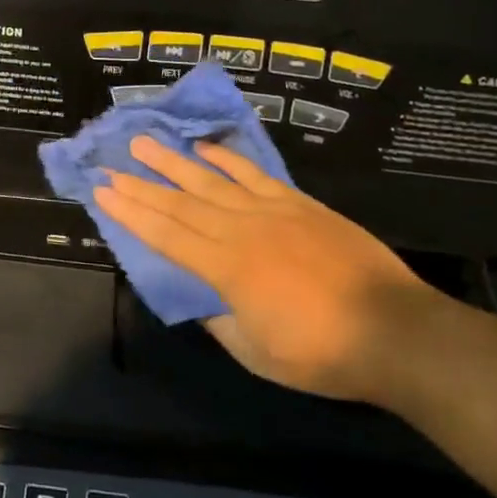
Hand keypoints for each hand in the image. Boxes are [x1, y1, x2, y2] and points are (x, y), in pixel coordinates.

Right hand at [92, 136, 444, 404]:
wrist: (394, 330)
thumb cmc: (322, 354)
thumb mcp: (257, 354)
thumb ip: (219, 322)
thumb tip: (197, 299)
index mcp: (226, 269)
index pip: (166, 235)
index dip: (131, 214)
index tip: (103, 193)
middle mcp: (241, 231)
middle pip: (180, 202)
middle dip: (141, 184)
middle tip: (110, 165)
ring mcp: (271, 211)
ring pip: (211, 180)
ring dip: (174, 161)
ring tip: (144, 143)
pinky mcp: (299, 204)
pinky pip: (254, 174)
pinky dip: (226, 159)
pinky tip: (204, 148)